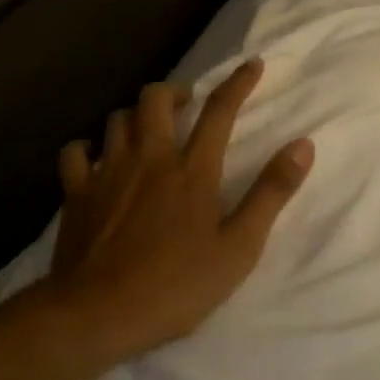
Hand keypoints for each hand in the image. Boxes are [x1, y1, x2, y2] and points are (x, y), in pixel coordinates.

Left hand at [44, 59, 313, 361]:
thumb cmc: (175, 286)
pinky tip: (95, 159)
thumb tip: (303, 145)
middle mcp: (150, 157)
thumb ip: (271, 193)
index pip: (220, 110)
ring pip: (117, 118)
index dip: (239, 82)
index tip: (253, 63)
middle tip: (185, 105)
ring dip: (135, 116)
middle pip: (155, 98)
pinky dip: (87, 148)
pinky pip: (75, 152)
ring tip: (146, 130)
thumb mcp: (239, 248)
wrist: (96, 315)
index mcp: (192, 169)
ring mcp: (108, 171)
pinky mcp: (76, 193)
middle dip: (173, 91)